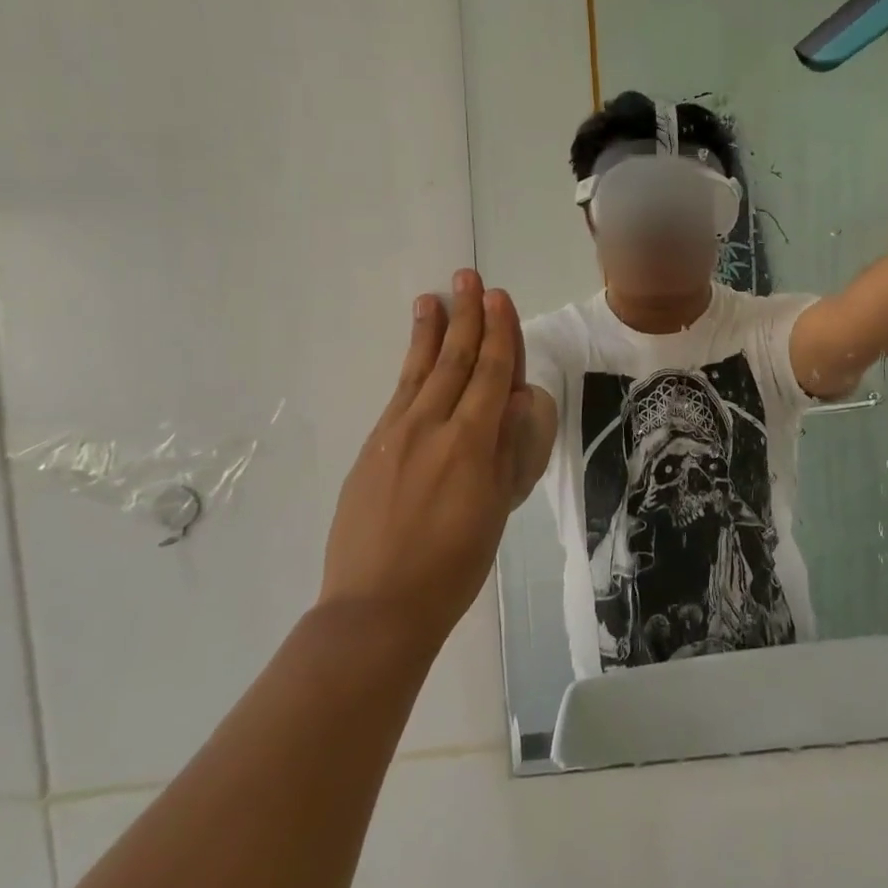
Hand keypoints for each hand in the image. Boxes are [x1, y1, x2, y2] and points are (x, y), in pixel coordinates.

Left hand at [318, 270, 538, 645]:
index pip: (492, 374)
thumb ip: (505, 451)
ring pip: (421, 370)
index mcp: (471, 444)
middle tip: (470, 278)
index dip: (499, 333)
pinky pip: (398, 395)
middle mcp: (433, 428)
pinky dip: (410, 366)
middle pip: (456, 361)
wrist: (377, 608)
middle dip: (467, 316)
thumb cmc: (454, 567)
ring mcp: (396, 436)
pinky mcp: (372, 450)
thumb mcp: (496, 509)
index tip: (500, 299)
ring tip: (435, 297)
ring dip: (432, 331)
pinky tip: (415, 353)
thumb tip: (515, 405)